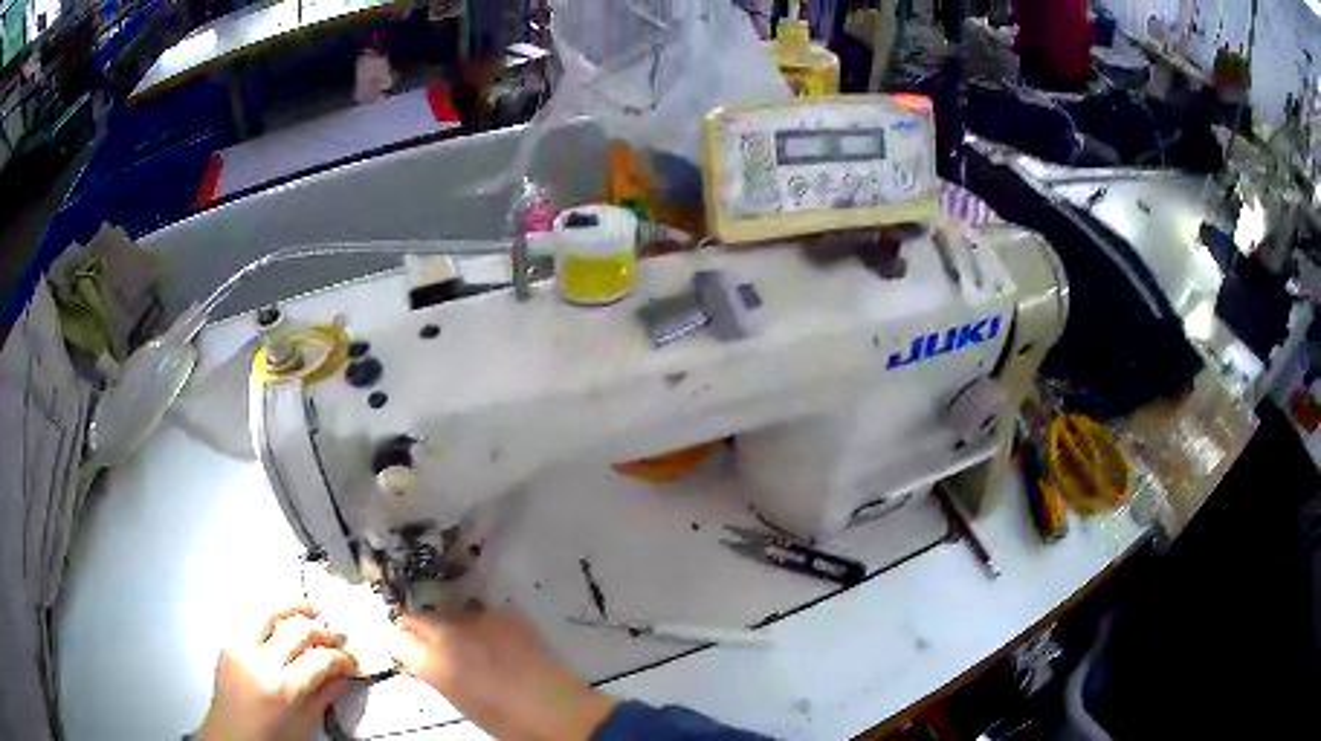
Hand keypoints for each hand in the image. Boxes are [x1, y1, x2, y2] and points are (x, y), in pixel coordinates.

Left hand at [196, 601, 358, 740]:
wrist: (230, 733)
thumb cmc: (270, 735)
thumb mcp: (303, 721)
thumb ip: (324, 694)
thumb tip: (344, 673)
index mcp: (282, 688)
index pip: (319, 659)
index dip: (341, 657)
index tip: (351, 660)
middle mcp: (260, 661)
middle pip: (297, 629)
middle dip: (323, 630)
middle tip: (337, 636)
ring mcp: (240, 645)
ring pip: (270, 609)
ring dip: (294, 605)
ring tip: (311, 610)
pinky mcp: (228, 638)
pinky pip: (251, 613)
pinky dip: (271, 610)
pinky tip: (283, 616)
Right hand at [391, 608, 617, 740]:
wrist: (561, 713)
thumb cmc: (507, 721)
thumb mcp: (459, 700)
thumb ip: (435, 673)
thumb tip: (422, 659)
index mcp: (436, 663)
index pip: (398, 638)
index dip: (402, 644)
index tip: (407, 650)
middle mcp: (452, 633)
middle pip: (418, 618)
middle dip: (421, 630)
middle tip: (433, 646)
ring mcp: (481, 619)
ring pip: (450, 614)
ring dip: (452, 626)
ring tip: (472, 646)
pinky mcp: (508, 614)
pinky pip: (482, 615)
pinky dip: (483, 626)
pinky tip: (498, 644)